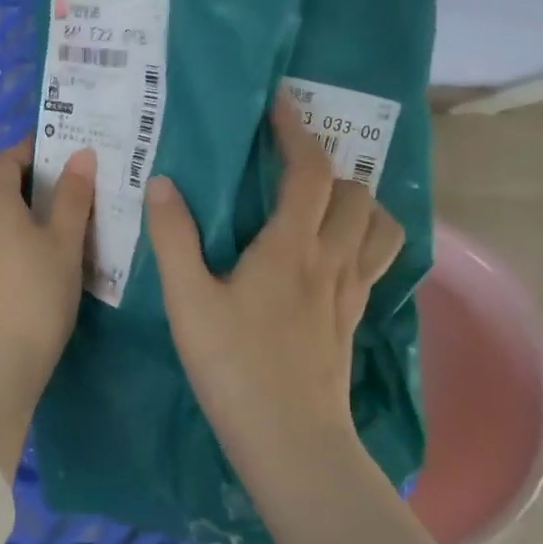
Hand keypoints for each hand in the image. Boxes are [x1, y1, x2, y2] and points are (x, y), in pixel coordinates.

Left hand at [0, 141, 95, 476]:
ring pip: (5, 215)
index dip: (35, 148)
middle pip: (4, 185)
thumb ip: (72, 197)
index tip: (69, 148)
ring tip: (75, 214)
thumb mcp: (63, 242)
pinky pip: (3, 239)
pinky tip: (54, 251)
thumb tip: (80, 154)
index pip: (8, 158)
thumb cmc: (35, 293)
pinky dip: (26, 233)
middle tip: (80, 181)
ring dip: (34, 209)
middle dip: (38, 178)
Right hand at [144, 88, 403, 462]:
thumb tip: (163, 184)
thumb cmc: (233, 366)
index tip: (279, 103)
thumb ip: (174, 238)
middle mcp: (332, 259)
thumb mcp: (188, 301)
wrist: (290, 440)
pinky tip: (333, 252)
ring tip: (320, 204)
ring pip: (379, 224)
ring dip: (356, 202)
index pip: (309, 171)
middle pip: (354, 192)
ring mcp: (351, 290)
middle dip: (326, 167)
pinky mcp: (355, 318)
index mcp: (291, 247)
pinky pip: (377, 260)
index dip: (296, 131)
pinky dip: (366, 238)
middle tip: (287, 166)